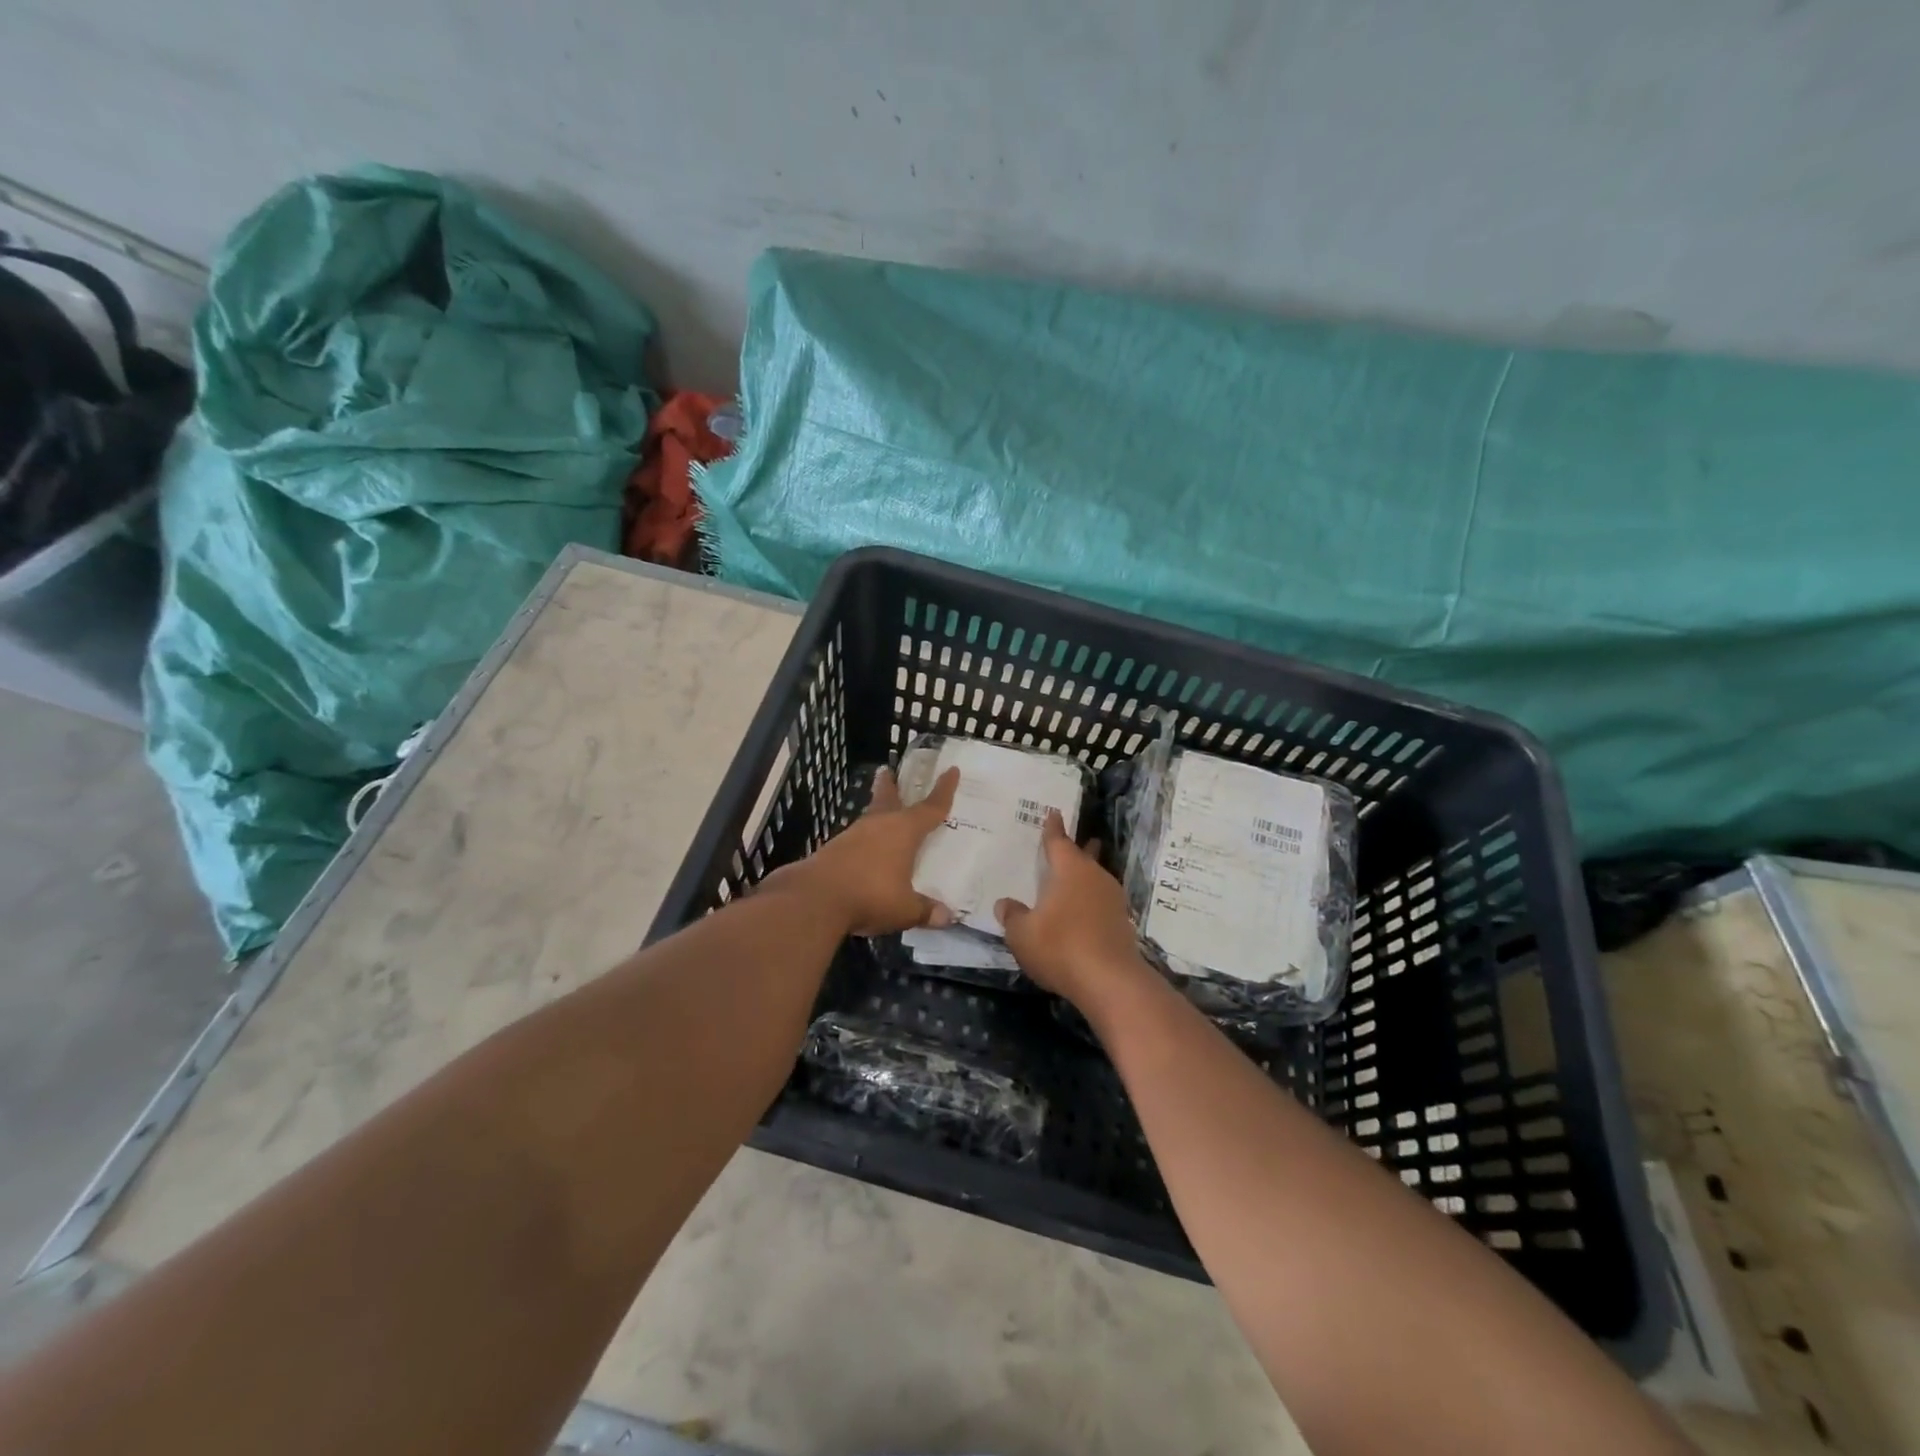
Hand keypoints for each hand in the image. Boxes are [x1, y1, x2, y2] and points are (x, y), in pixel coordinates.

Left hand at [771, 765, 959, 936]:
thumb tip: (947, 917)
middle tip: (888, 771)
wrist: (814, 898)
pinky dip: (865, 841)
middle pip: (887, 799)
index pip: (930, 808)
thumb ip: (925, 910)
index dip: (944, 790)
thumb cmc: (870, 895)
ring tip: (882, 815)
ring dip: (876, 813)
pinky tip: (865, 853)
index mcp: (903, 831)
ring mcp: (852, 836)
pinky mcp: (833, 850)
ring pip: (870, 818)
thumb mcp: (905, 909)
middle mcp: (878, 826)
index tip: (951, 770)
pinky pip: (856, 840)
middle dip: (890, 786)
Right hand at [996, 810, 1153, 1005]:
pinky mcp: (1122, 924)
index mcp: (1070, 870)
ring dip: (1085, 879)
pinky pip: (1101, 903)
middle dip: (1078, 850)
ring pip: (1095, 880)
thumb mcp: (1022, 934)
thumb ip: (1013, 916)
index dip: (1053, 828)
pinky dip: (1090, 903)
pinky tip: (1082, 914)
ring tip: (1073, 881)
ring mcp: (1113, 900)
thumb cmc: (1060, 947)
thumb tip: (1005, 903)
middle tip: (1073, 842)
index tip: (1054, 812)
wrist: (1110, 981)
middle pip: (1084, 857)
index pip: (1058, 842)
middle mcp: (1094, 877)